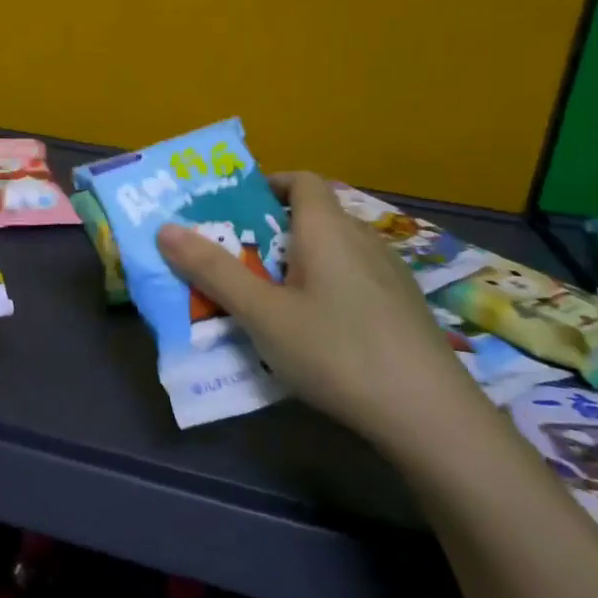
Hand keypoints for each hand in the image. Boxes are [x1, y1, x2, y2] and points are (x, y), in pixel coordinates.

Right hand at [156, 171, 475, 450]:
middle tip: (236, 260)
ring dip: (299, 262)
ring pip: (334, 251)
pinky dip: (326, 287)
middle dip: (270, 231)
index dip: (267, 184)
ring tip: (268, 298)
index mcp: (327, 229)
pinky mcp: (404, 309)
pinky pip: (354, 280)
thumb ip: (213, 270)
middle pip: (313, 216)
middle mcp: (362, 240)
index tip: (234, 209)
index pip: (301, 180)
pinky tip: (316, 330)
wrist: (432, 417)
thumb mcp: (262, 313)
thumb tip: (165, 229)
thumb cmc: (336, 350)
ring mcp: (390, 275)